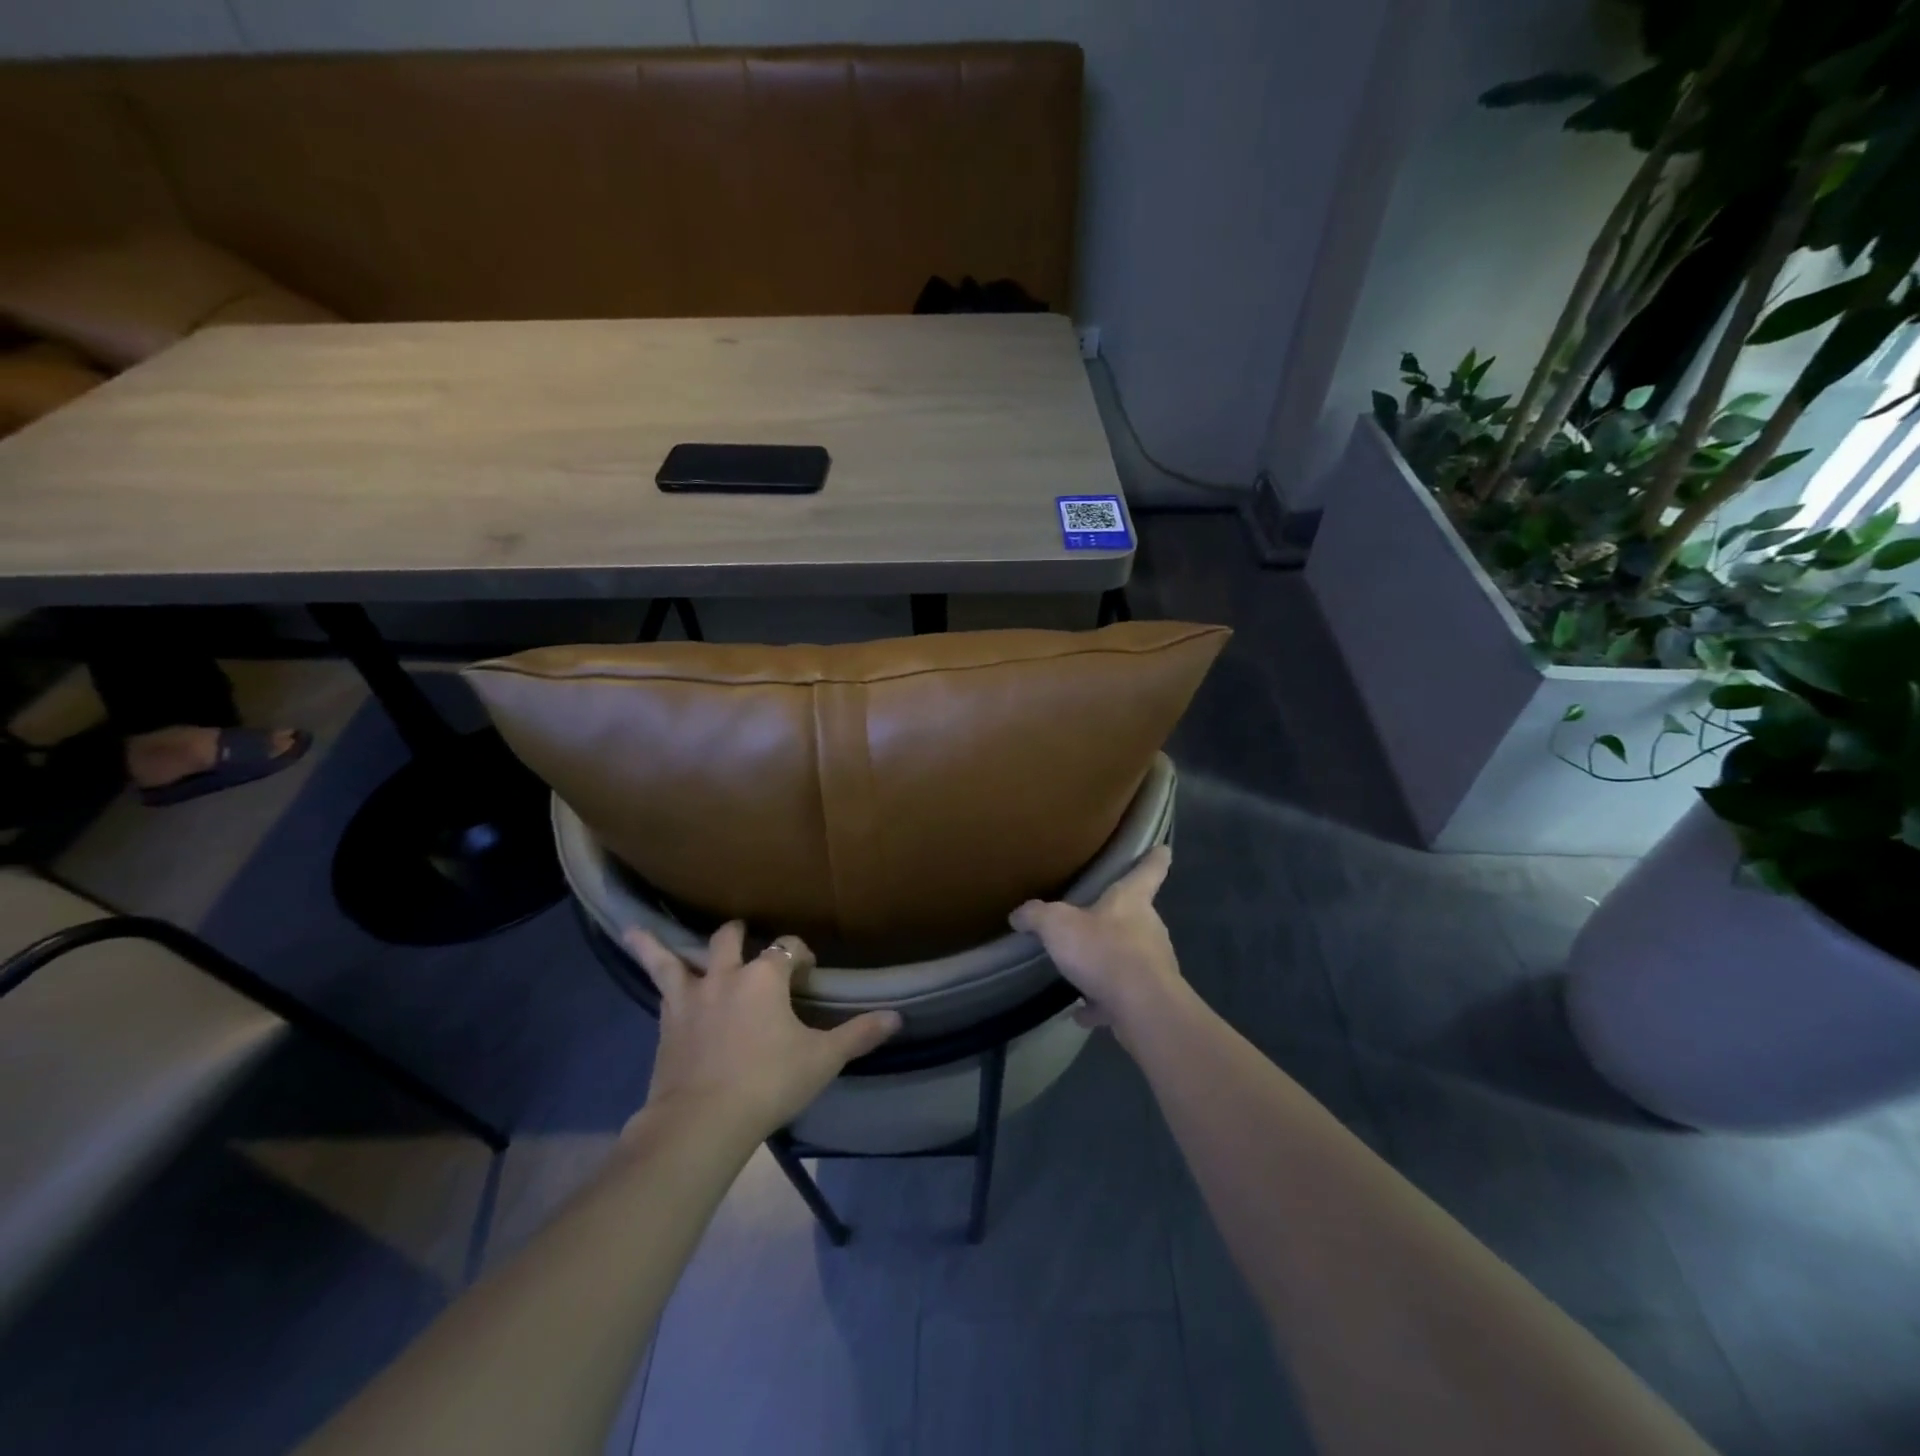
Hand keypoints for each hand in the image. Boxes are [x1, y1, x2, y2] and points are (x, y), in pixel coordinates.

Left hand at [625, 922, 901, 1144]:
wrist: (701, 1122)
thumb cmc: (768, 1083)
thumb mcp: (822, 1059)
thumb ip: (859, 1034)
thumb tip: (898, 1017)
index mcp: (765, 977)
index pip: (787, 948)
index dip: (800, 955)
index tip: (809, 972)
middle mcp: (726, 975)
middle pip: (731, 938)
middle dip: (742, 936)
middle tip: (750, 944)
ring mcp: (690, 996)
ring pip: (677, 958)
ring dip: (663, 944)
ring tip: (640, 929)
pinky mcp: (666, 1020)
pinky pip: (656, 984)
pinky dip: (646, 963)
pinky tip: (632, 951)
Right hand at [1009, 845, 1187, 1040]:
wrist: (1142, 1008)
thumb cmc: (1104, 950)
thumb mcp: (1058, 926)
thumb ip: (1037, 916)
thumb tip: (1018, 914)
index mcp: (1131, 900)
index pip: (1149, 870)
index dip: (1154, 858)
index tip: (1163, 850)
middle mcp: (1148, 928)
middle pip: (1136, 916)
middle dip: (1118, 918)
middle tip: (1094, 920)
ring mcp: (1153, 965)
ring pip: (1129, 957)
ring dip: (1108, 963)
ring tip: (1081, 971)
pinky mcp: (1149, 998)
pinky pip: (1121, 995)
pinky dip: (1102, 1002)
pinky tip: (1081, 1012)